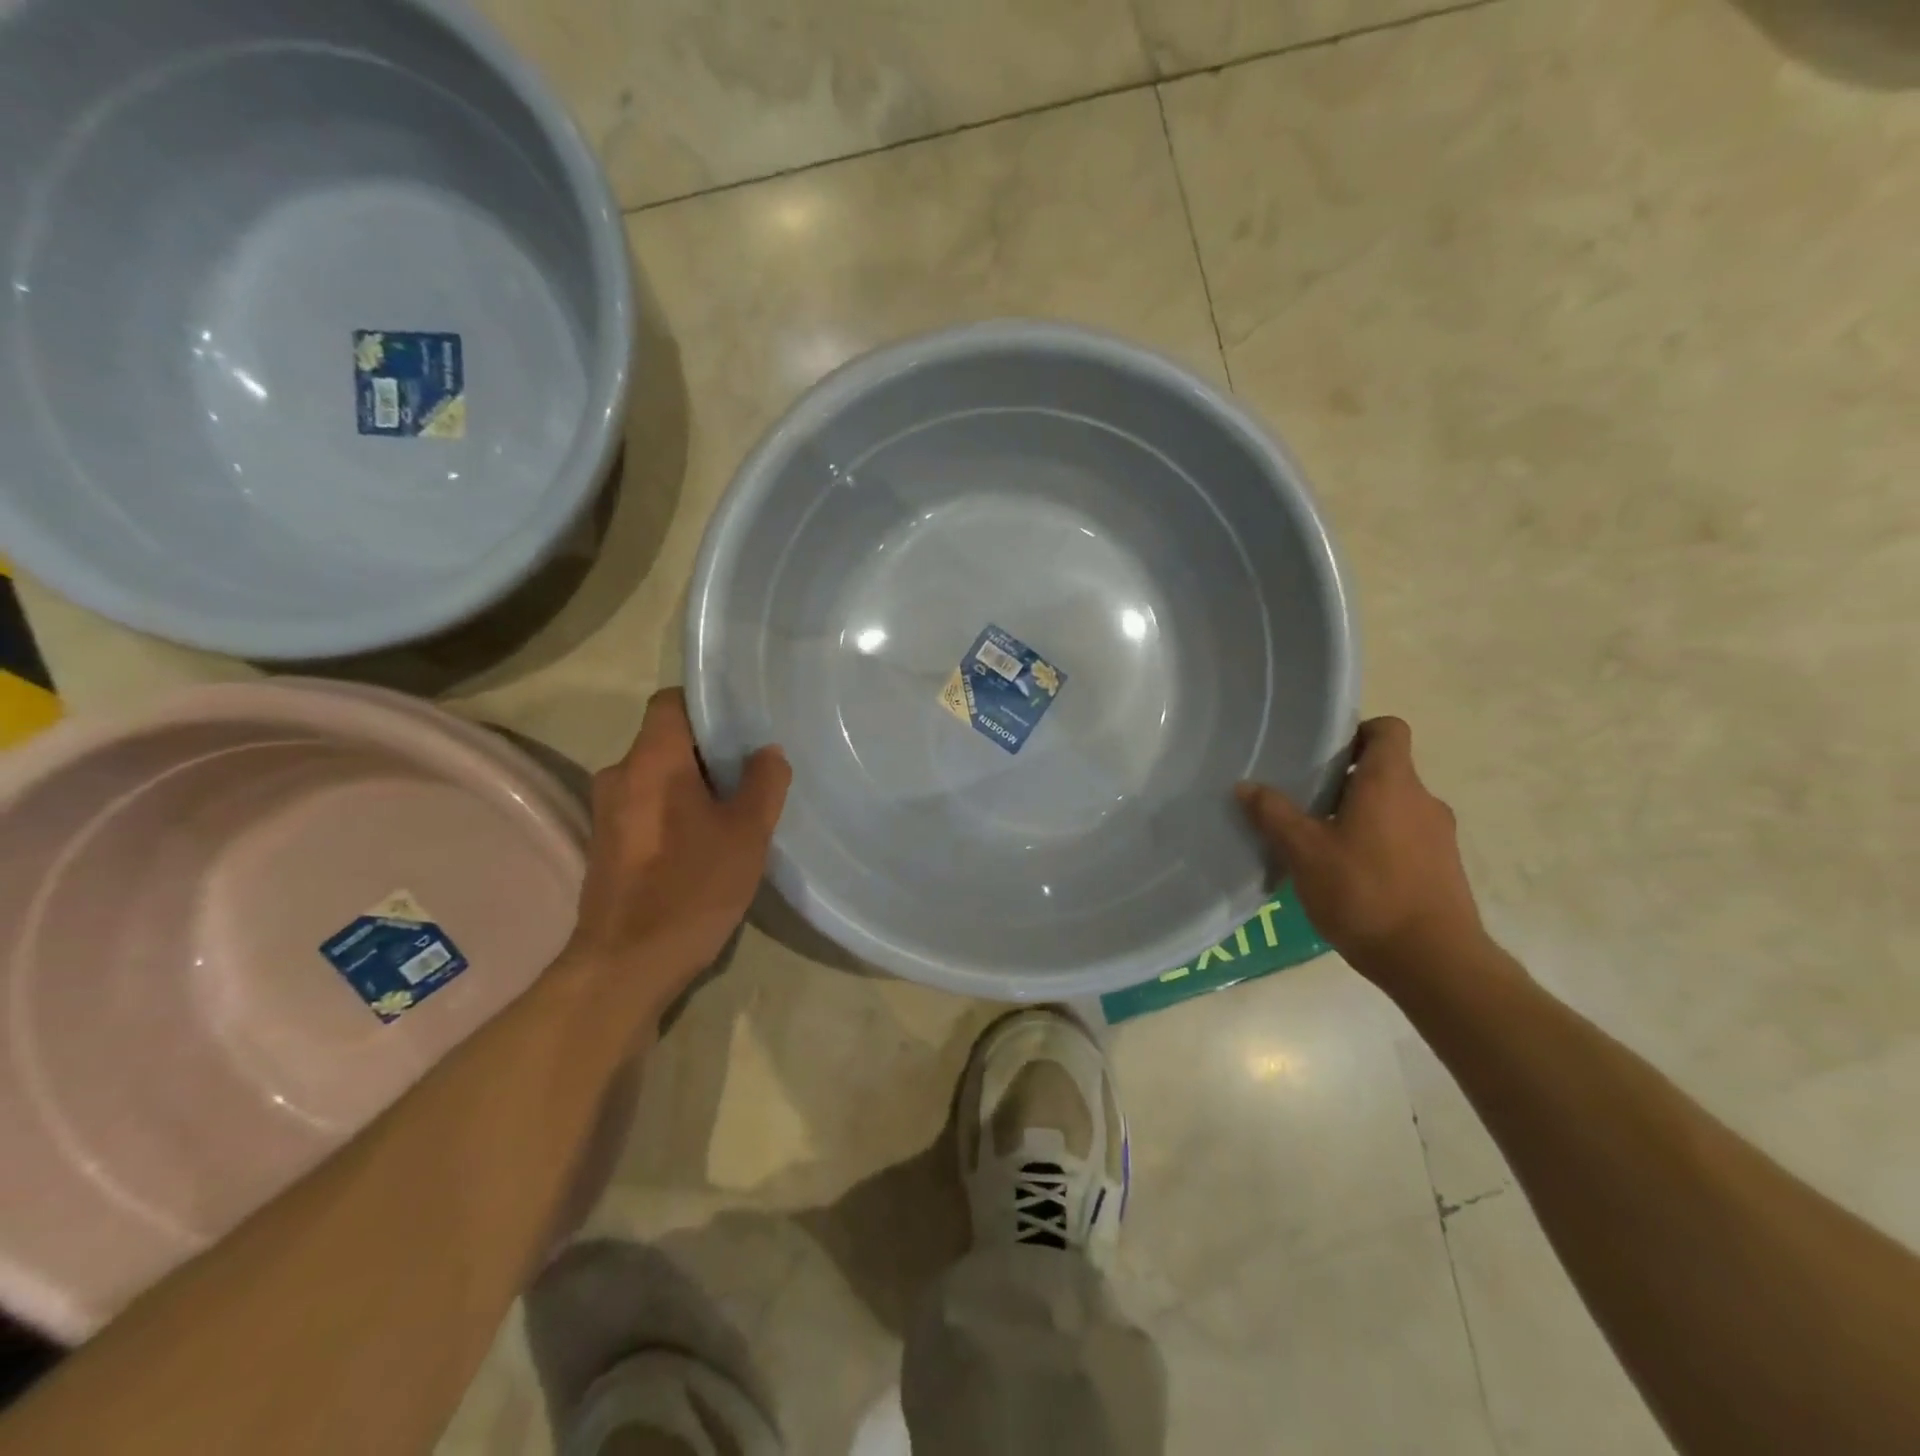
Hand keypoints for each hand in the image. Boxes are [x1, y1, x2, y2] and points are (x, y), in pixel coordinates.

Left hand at [563, 689, 789, 1003]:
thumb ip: (764, 783)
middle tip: (751, 773)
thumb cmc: (692, 888)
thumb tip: (767, 752)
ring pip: (656, 777)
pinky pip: (645, 807)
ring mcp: (606, 811)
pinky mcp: (605, 844)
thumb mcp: (747, 833)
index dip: (707, 706)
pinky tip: (703, 843)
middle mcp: (620, 775)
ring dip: (692, 785)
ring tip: (733, 810)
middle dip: (708, 752)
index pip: (671, 701)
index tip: (742, 727)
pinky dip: (673, 812)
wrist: (626, 965)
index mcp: (652, 760)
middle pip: (666, 741)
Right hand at [1236, 717, 1485, 978]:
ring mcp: (1439, 836)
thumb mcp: (1304, 852)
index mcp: (1391, 783)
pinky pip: (1406, 838)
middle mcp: (1422, 800)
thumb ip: (1274, 814)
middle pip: (1386, 770)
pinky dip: (1379, 844)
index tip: (1324, 754)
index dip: (1357, 732)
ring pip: (1394, 807)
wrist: (1434, 962)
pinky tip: (1350, 876)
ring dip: (1361, 815)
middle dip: (1346, 781)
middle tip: (1306, 802)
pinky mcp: (1443, 868)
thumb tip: (1246, 786)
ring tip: (1323, 844)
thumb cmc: (1364, 893)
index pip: (1387, 730)